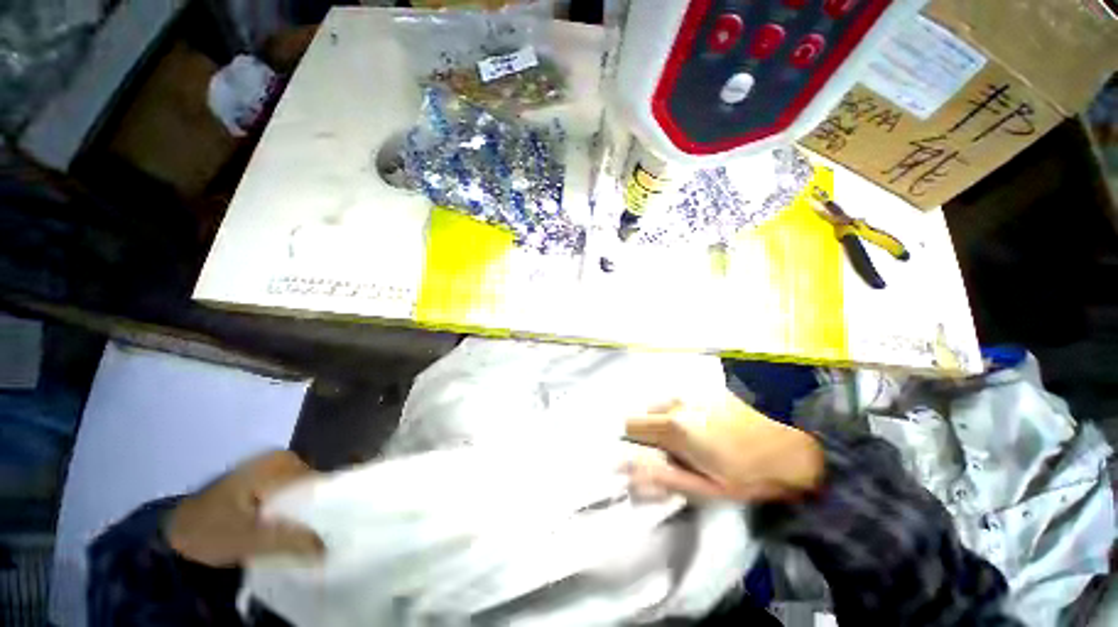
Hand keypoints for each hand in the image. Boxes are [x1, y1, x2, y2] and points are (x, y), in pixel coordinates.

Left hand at [165, 451, 323, 566]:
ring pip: (302, 493)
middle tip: (319, 539)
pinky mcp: (263, 481)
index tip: (332, 533)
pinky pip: (289, 496)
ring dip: (305, 516)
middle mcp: (281, 459)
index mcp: (280, 464)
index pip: (319, 483)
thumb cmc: (209, 530)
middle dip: (317, 512)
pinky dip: (292, 514)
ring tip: (307, 539)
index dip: (328, 508)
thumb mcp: (249, 539)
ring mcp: (271, 469)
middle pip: (313, 487)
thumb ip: (289, 540)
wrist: (172, 532)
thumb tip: (328, 548)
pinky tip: (289, 532)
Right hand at [624, 393, 823, 502]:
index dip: (633, 440)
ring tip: (694, 438)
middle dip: (651, 430)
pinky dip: (684, 411)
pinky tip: (708, 425)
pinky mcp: (708, 391)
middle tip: (674, 450)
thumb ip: (662, 477)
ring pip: (663, 404)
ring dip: (667, 419)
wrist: (789, 449)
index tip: (648, 453)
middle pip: (645, 412)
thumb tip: (626, 472)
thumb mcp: (704, 488)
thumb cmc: (746, 475)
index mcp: (673, 426)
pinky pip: (682, 399)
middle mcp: (678, 403)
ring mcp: (694, 393)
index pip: (630, 424)